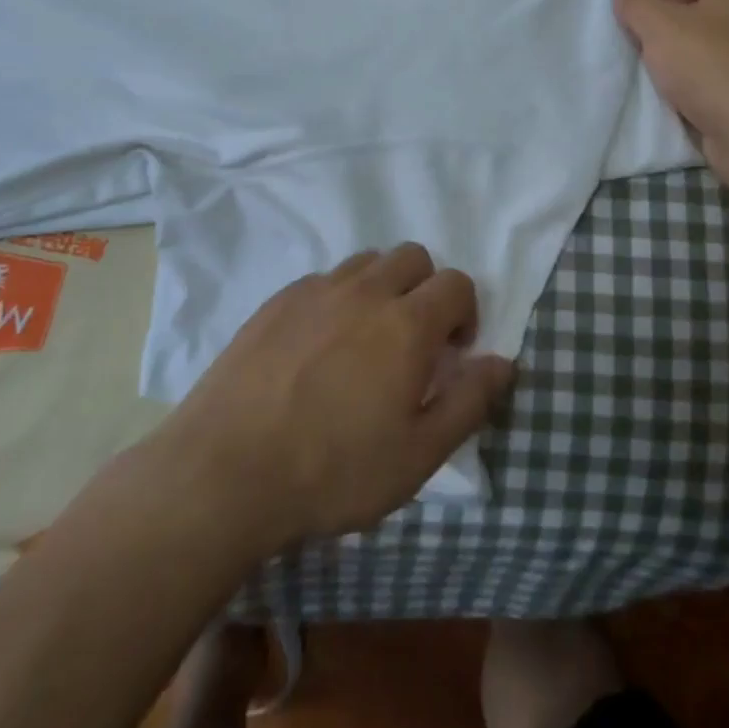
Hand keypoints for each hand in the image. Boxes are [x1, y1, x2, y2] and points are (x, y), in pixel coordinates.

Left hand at [154, 244, 514, 551]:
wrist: (225, 470)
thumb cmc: (332, 471)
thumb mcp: (417, 456)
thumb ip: (469, 402)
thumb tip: (503, 361)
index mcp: (407, 324)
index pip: (457, 282)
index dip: (465, 313)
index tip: (452, 354)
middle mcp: (365, 291)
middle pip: (413, 256)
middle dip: (426, 290)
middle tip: (412, 343)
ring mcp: (316, 290)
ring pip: (367, 262)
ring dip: (382, 288)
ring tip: (365, 341)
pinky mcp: (277, 300)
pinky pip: (323, 280)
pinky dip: (337, 299)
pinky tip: (317, 348)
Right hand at [611, 0, 728, 171]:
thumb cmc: (709, 65)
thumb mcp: (658, 25)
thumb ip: (636, 2)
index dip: (657, 0)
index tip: (637, 27)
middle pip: (697, 18)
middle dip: (667, 36)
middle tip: (642, 55)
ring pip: (706, 53)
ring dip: (680, 67)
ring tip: (658, 83)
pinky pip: (719, 84)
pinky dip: (699, 92)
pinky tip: (681, 105)